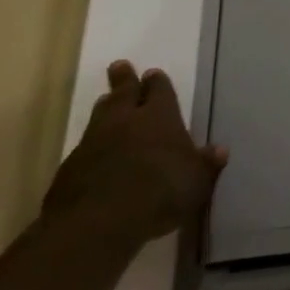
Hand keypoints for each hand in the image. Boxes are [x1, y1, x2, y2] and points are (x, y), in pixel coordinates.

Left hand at [43, 61, 227, 246]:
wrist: (99, 224)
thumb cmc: (161, 193)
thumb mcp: (197, 182)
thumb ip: (206, 164)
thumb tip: (219, 150)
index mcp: (160, 117)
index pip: (159, 91)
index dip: (157, 82)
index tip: (152, 74)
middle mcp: (125, 122)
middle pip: (123, 93)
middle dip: (123, 80)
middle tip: (119, 66)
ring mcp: (92, 144)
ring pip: (99, 117)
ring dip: (105, 108)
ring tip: (105, 100)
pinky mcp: (69, 170)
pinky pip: (83, 148)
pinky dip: (91, 145)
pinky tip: (93, 153)